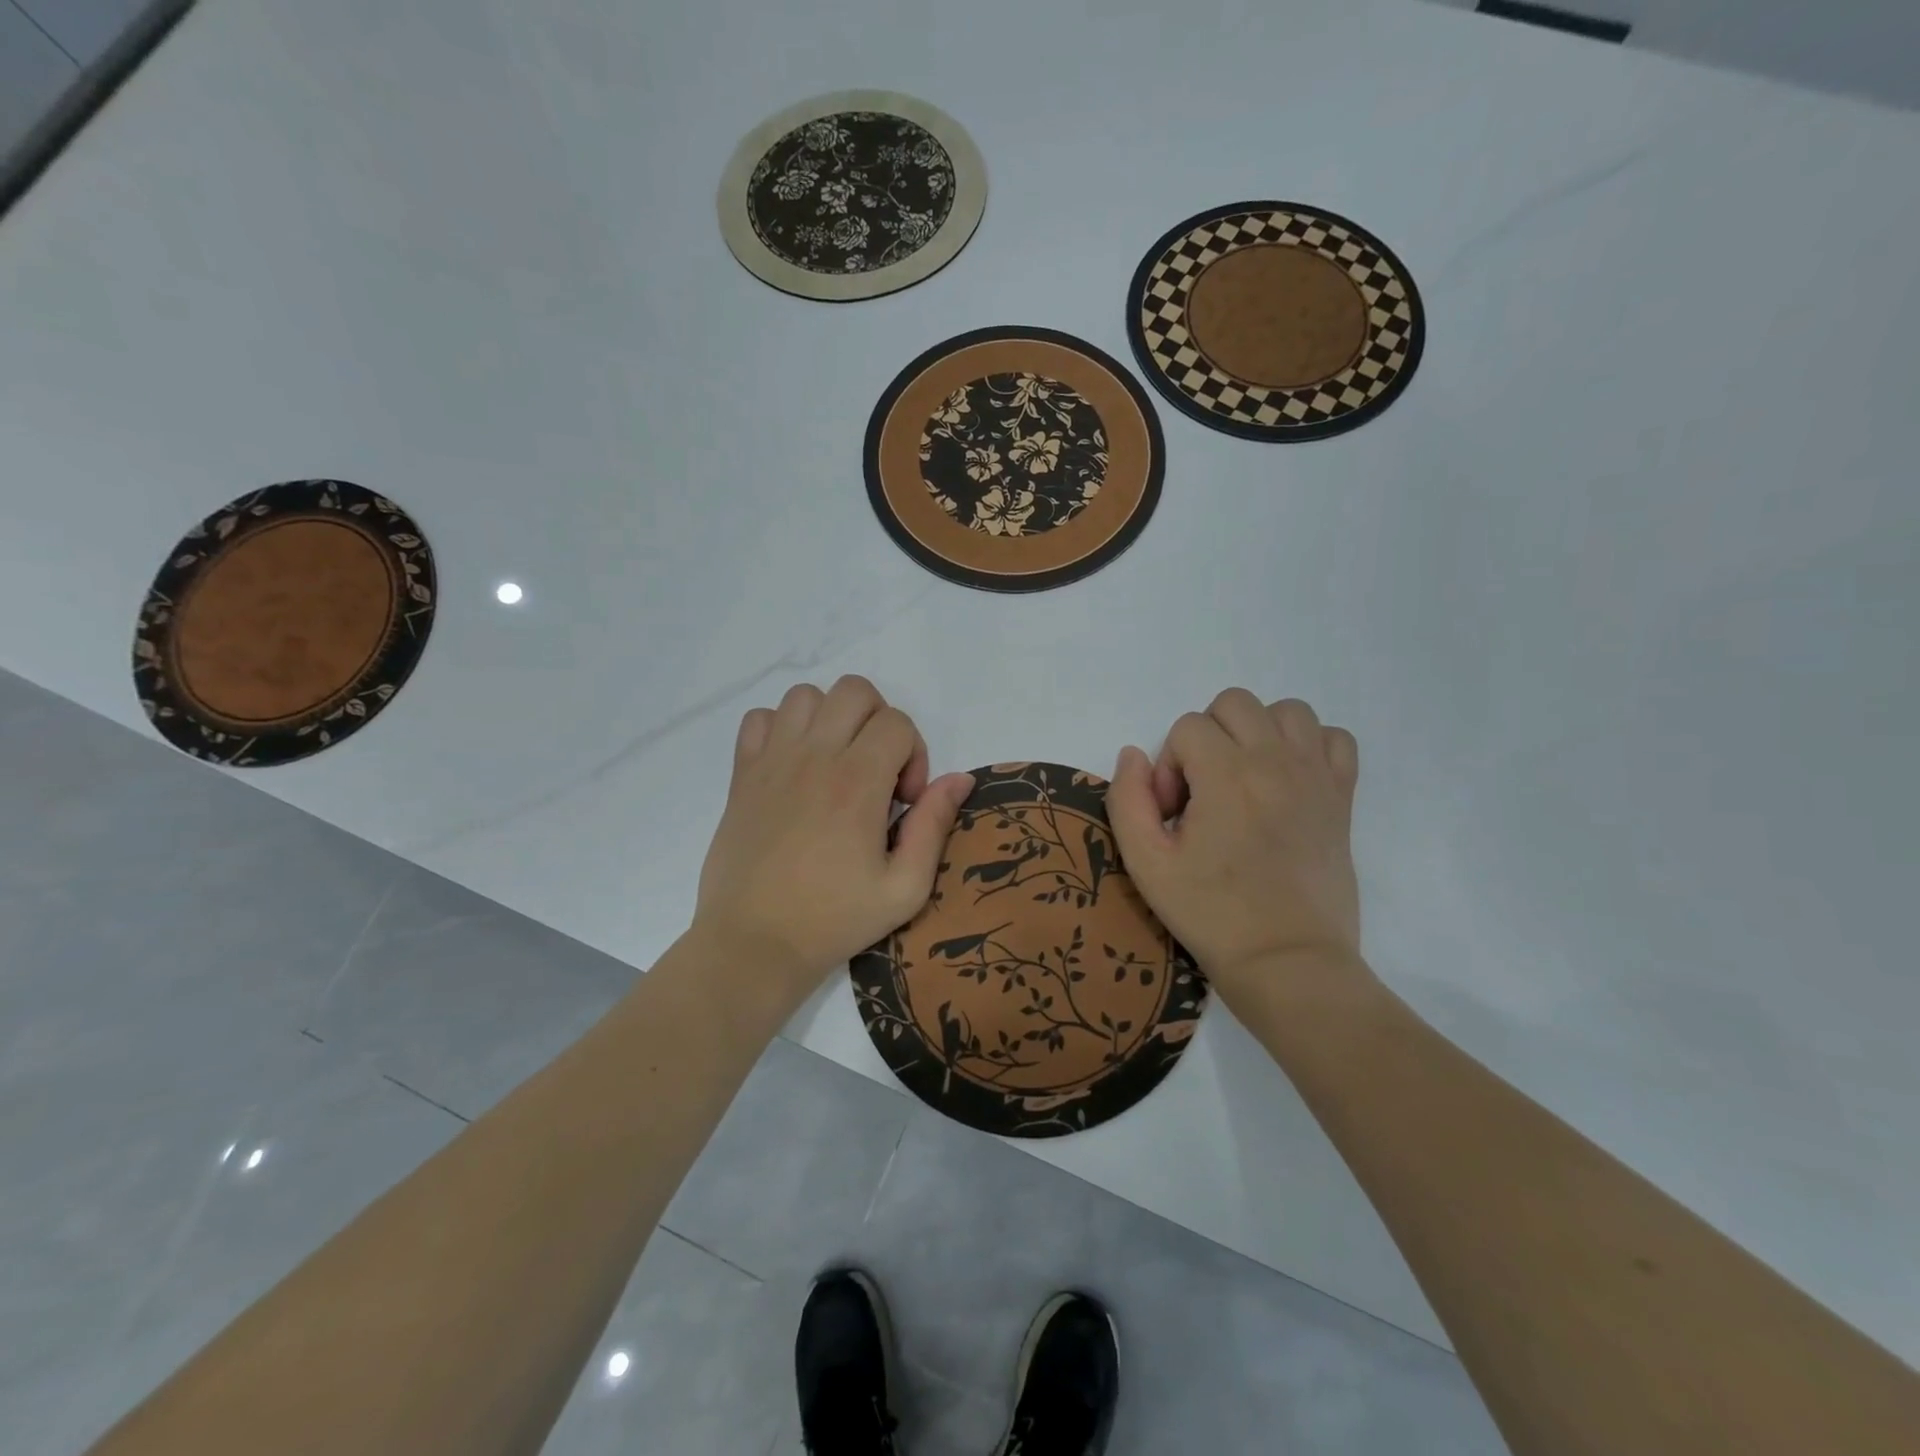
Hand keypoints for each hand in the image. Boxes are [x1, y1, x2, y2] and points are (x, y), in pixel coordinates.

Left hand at [693, 676, 973, 1010]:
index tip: (903, 802)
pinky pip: (760, 719)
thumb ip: (934, 825)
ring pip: (806, 695)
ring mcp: (772, 761)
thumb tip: (959, 778)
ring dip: (831, 719)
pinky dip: (782, 729)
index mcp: (857, 782)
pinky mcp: (742, 774)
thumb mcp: (905, 888)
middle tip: (877, 772)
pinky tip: (794, 767)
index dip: (914, 756)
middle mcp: (814, 757)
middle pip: (855, 691)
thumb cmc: (834, 920)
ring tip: (836, 763)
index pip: (897, 722)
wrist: (753, 944)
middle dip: (879, 722)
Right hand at [1106, 690, 1361, 1003]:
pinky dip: (1309, 746)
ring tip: (1244, 779)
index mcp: (1227, 775)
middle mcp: (1276, 761)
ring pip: (1286, 710)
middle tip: (1204, 792)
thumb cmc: (1211, 914)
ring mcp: (1316, 775)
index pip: (1187, 727)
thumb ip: (1127, 800)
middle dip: (1207, 739)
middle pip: (1234, 703)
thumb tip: (1134, 755)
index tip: (1175, 814)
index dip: (1170, 766)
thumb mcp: (1146, 863)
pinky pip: (1334, 738)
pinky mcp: (1342, 796)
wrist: (1287, 962)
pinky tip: (1288, 781)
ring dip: (1257, 733)